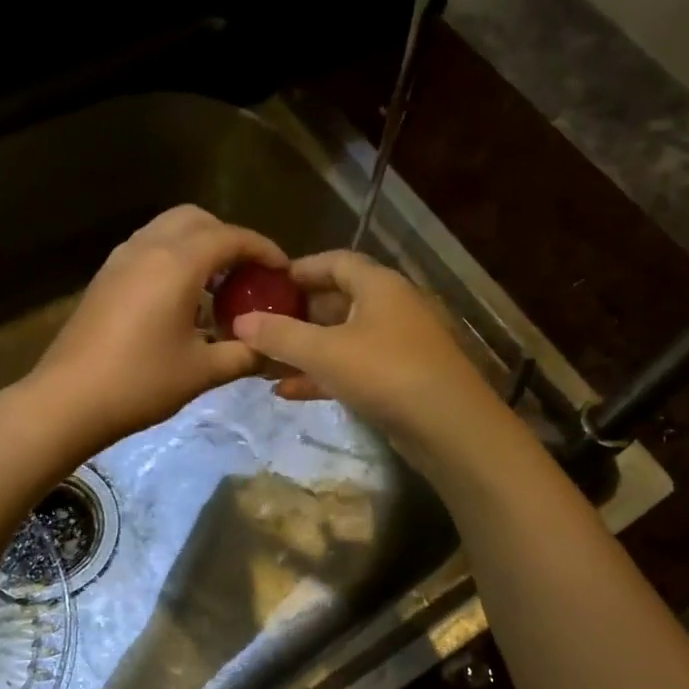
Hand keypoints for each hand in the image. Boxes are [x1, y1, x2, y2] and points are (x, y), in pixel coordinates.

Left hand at [25, 205, 288, 456]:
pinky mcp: (105, 277)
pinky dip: (173, 257)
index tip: (283, 270)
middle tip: (248, 273)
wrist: (68, 400)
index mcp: (177, 264)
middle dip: (228, 237)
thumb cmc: (140, 383)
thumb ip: (245, 354)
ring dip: (198, 245)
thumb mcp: (202, 371)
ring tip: (217, 285)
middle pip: (196, 219)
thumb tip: (272, 350)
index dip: (263, 249)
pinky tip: (182, 299)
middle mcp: (147, 248)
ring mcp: (120, 260)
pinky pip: (148, 248)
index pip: (230, 237)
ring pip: (168, 229)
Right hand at [229, 250, 510, 467]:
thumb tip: (240, 322)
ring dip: (305, 348)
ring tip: (264, 360)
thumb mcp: (324, 352)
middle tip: (260, 324)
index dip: (300, 269)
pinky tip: (288, 390)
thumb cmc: (385, 372)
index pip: (336, 261)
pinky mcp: (399, 379)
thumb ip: (280, 335)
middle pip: (337, 300)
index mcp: (379, 286)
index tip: (266, 282)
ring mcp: (398, 345)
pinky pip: (352, 368)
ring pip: (342, 338)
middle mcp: (391, 308)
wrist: (449, 427)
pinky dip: (322, 375)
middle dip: (297, 313)